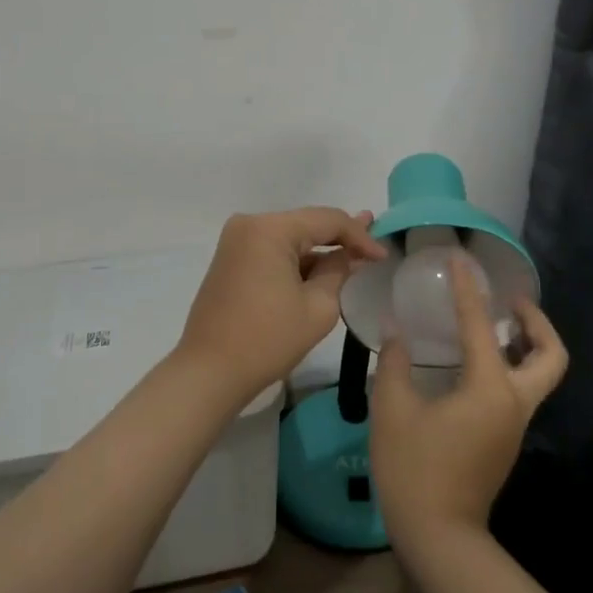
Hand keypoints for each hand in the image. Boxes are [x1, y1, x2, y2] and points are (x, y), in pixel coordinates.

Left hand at [177, 207, 388, 403]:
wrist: (209, 373)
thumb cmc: (267, 340)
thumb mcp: (317, 307)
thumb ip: (339, 272)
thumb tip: (351, 256)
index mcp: (270, 229)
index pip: (327, 220)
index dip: (360, 235)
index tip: (384, 255)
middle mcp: (250, 224)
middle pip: (306, 223)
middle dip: (340, 237)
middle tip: (374, 241)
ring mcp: (236, 241)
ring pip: (290, 237)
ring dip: (319, 249)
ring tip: (354, 252)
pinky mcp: (231, 260)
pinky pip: (273, 250)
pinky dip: (298, 260)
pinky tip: (322, 266)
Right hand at [370, 255, 568, 544]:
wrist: (438, 537)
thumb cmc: (414, 469)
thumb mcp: (393, 409)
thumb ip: (395, 363)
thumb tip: (398, 332)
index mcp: (489, 389)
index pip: (481, 325)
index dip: (469, 289)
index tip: (463, 260)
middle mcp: (513, 403)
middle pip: (549, 356)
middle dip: (537, 323)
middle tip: (511, 301)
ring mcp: (513, 425)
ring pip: (538, 375)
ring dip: (526, 344)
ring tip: (494, 324)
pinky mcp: (504, 440)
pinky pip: (519, 391)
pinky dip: (509, 366)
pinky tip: (474, 362)